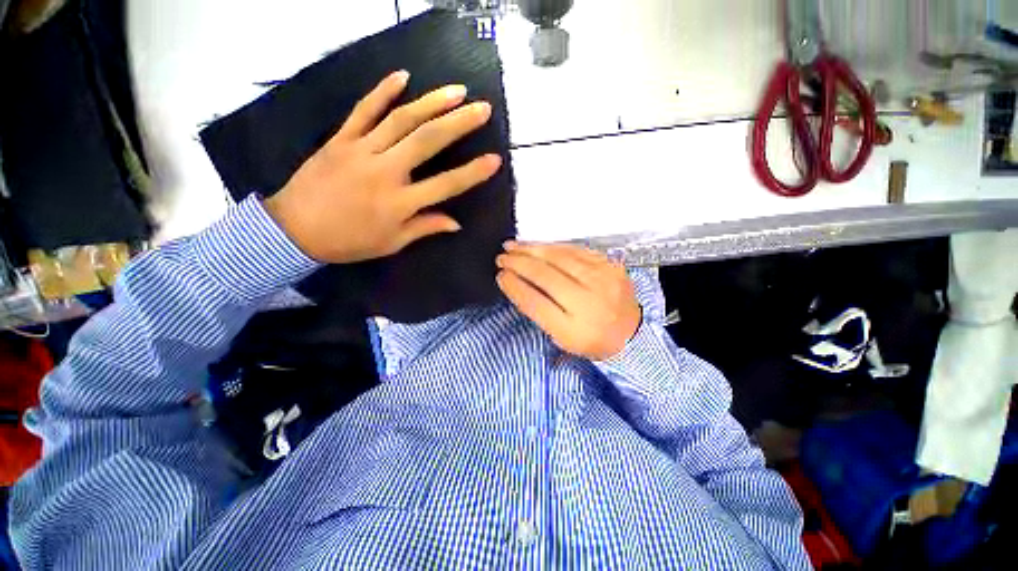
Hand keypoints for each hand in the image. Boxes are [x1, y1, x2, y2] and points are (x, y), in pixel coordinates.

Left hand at [264, 70, 502, 262]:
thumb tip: (456, 223)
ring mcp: (361, 150)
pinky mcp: (341, 138)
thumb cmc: (349, 241)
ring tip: (456, 91)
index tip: (494, 160)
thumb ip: (425, 227)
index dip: (472, 173)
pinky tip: (403, 77)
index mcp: (400, 203)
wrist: (294, 230)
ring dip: (431, 102)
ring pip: (401, 119)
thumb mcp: (392, 242)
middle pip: (427, 141)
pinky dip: (382, 91)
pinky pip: (363, 110)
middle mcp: (385, 171)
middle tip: (482, 109)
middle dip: (458, 123)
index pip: (445, 185)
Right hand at [496, 243, 641, 360]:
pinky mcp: (609, 265)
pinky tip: (538, 245)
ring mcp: (602, 280)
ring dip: (531, 249)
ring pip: (558, 257)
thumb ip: (539, 312)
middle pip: (545, 275)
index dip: (514, 286)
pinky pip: (575, 250)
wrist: (632, 334)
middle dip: (518, 263)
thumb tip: (517, 283)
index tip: (500, 276)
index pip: (535, 302)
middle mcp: (588, 302)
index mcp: (573, 329)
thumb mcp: (561, 339)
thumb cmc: (591, 340)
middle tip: (501, 257)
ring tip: (513, 246)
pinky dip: (552, 246)